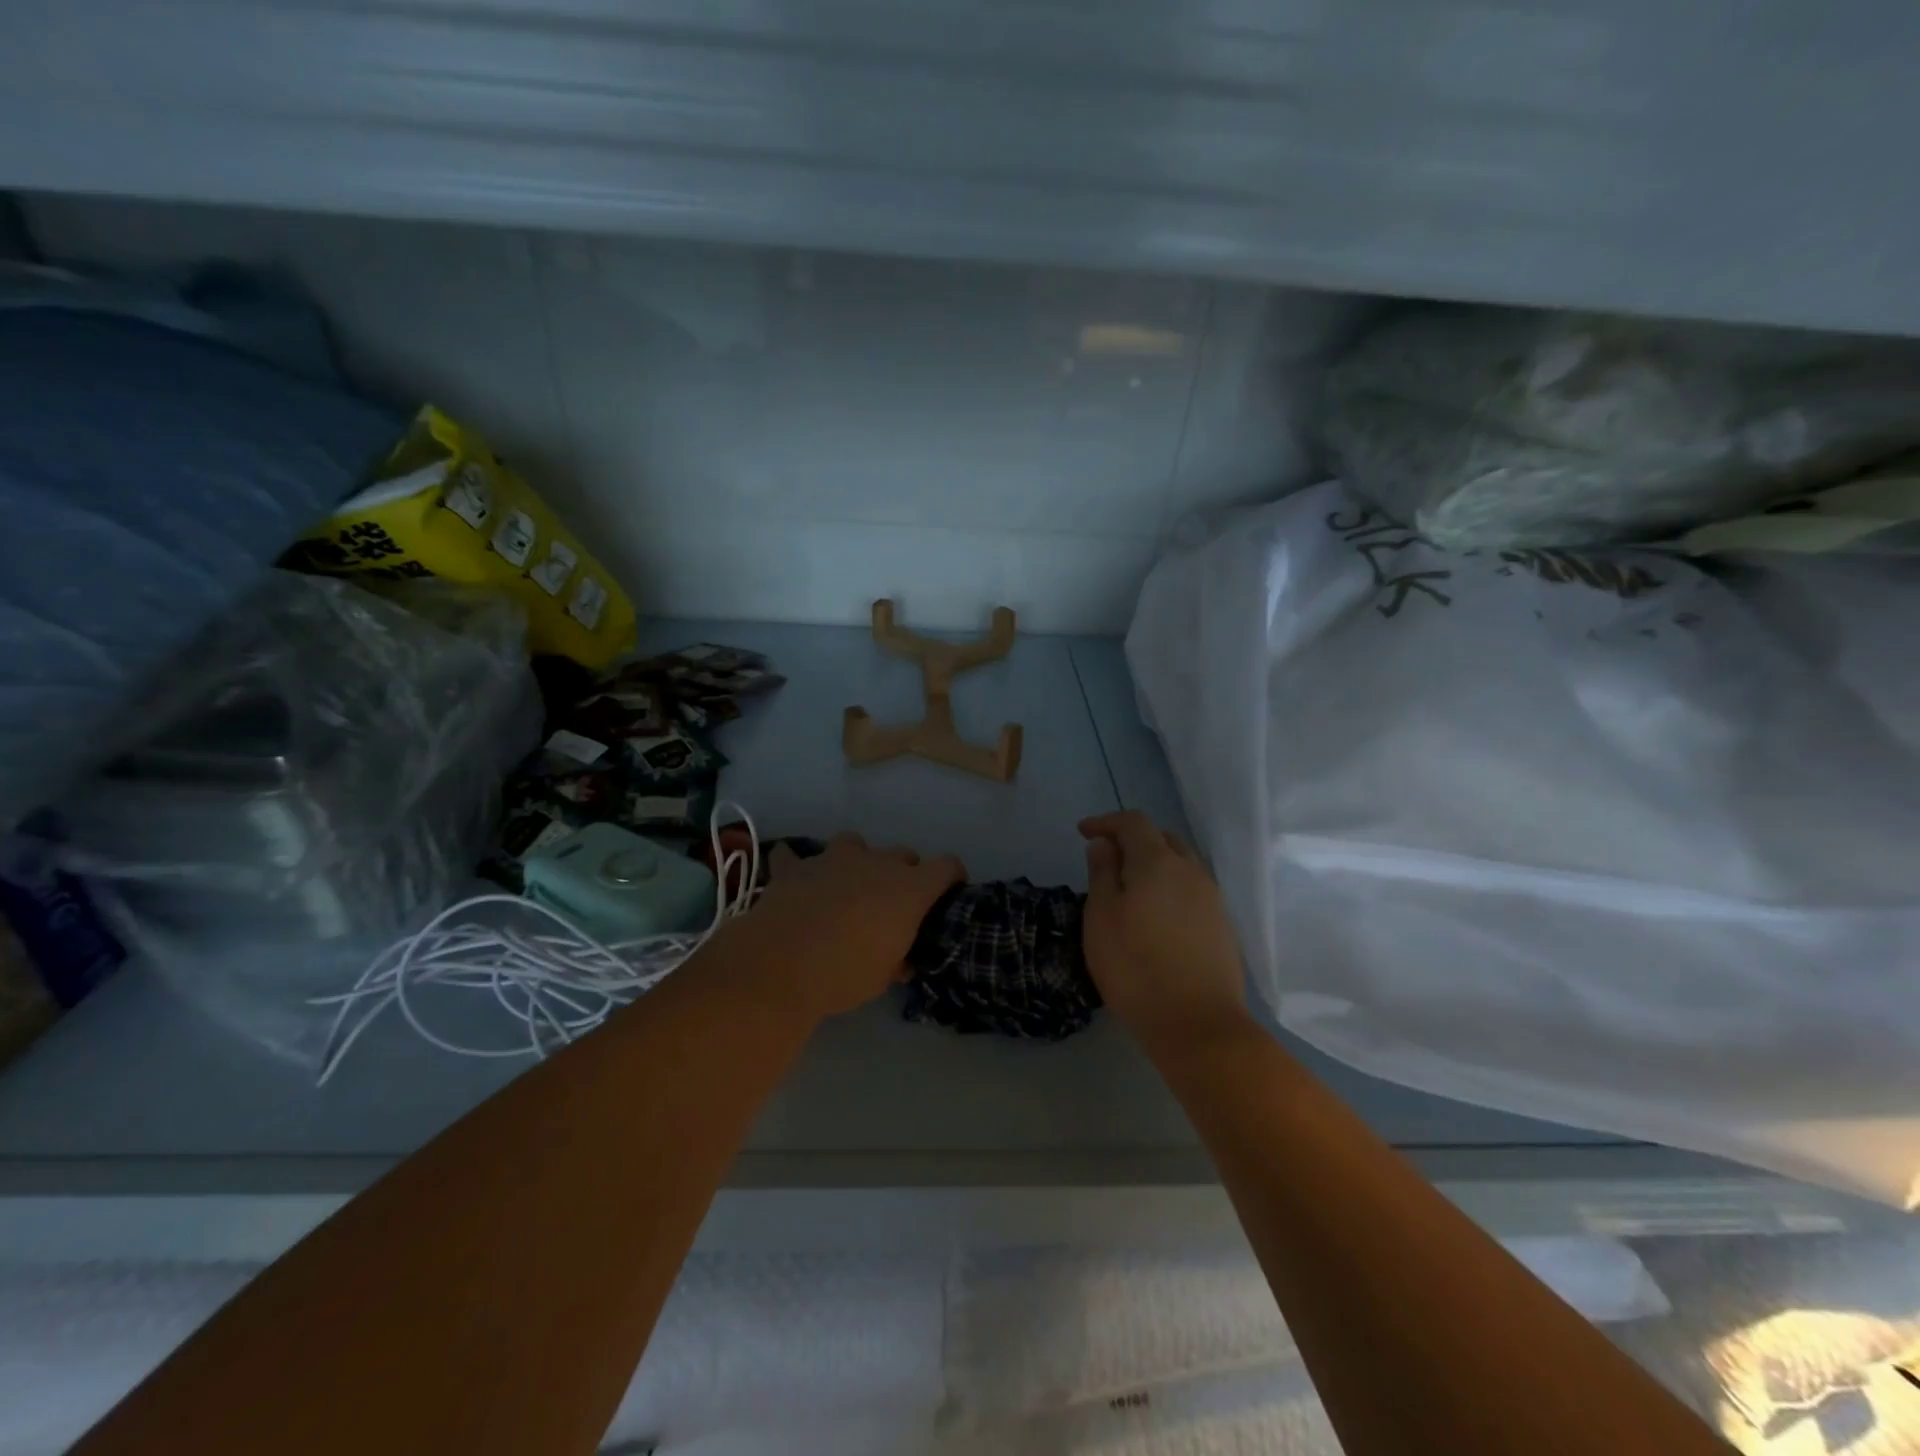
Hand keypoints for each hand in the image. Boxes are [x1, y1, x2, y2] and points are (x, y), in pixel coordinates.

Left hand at [717, 832, 965, 1025]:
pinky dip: (798, 866)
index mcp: (909, 888)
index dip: (952, 877)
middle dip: (904, 873)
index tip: (950, 893)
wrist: (781, 967)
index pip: (947, 866)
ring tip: (848, 885)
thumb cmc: (844, 975)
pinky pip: (796, 856)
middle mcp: (877, 863)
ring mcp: (834, 859)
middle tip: (893, 903)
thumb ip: (899, 959)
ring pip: (855, 843)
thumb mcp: (884, 977)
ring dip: (857, 860)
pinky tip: (796, 880)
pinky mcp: (796, 867)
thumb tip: (903, 960)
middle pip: (903, 854)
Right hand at [1079, 812, 1249, 1049]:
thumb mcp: (1101, 917)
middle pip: (1162, 839)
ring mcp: (1212, 899)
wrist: (1197, 1024)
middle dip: (1133, 840)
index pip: (1133, 822)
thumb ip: (1102, 873)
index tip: (1083, 833)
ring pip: (1181, 865)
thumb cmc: (1135, 966)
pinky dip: (1170, 888)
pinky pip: (1192, 891)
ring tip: (1130, 889)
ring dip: (1154, 865)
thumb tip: (1105, 844)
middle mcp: (1191, 870)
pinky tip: (1156, 915)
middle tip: (1107, 860)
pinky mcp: (1222, 926)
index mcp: (1158, 861)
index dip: (1106, 821)